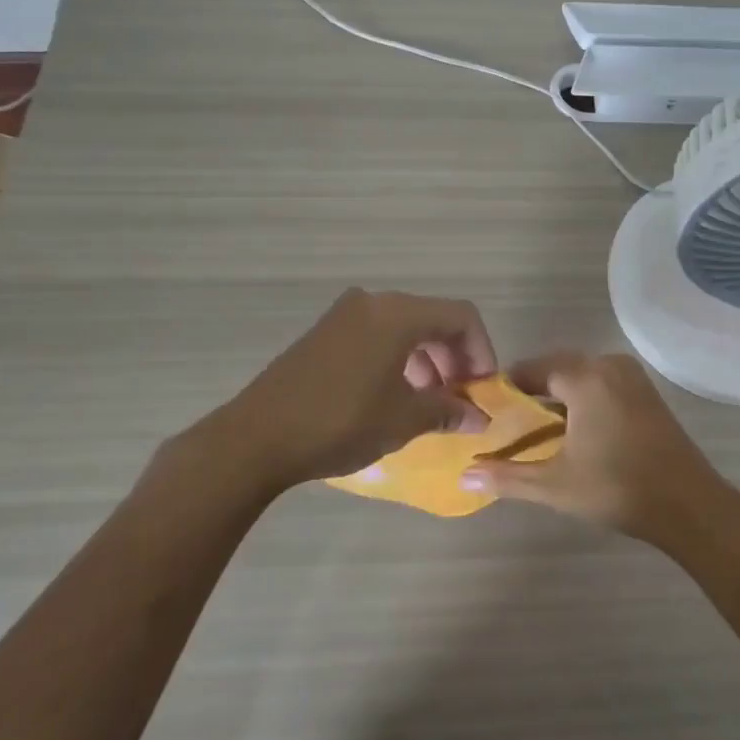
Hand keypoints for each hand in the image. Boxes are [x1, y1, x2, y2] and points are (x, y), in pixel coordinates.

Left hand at [191, 288, 497, 494]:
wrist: (256, 437)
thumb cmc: (341, 422)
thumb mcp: (403, 420)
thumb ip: (448, 411)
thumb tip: (479, 416)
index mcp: (398, 313)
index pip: (461, 316)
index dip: (482, 351)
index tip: (483, 389)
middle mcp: (374, 302)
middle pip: (432, 318)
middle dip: (454, 357)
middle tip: (459, 398)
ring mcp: (345, 314)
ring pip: (404, 327)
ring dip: (426, 360)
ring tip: (427, 402)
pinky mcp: (325, 332)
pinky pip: (376, 334)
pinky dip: (397, 358)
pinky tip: (392, 395)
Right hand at [465, 351, 739, 546]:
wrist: (689, 505)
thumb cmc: (618, 489)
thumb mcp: (555, 485)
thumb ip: (507, 477)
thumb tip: (464, 476)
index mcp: (584, 377)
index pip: (532, 369)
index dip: (507, 389)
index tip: (490, 411)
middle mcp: (607, 365)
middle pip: (556, 368)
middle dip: (532, 392)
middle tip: (509, 423)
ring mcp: (631, 376)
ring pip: (581, 375)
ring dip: (558, 395)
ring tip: (537, 429)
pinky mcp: (645, 391)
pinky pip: (601, 382)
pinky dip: (582, 397)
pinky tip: (574, 429)